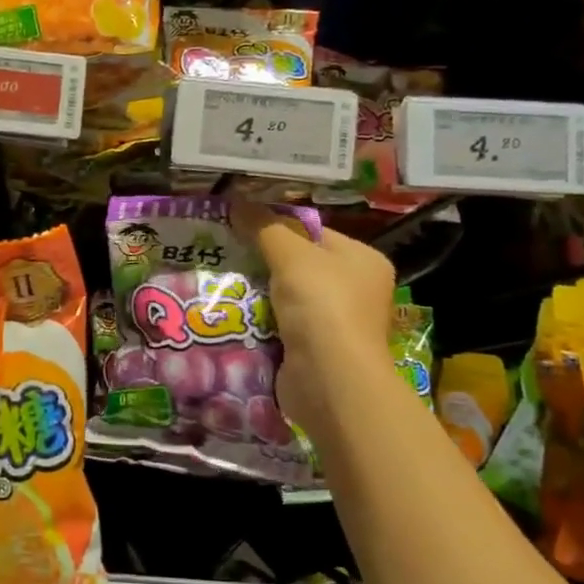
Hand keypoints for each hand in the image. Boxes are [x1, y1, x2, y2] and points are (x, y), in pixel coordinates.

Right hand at [231, 201, 397, 445]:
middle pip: (299, 264)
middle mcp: (355, 290)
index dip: (277, 226)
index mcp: (362, 260)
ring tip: (220, 279)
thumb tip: (238, 203)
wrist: (329, 380)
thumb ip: (265, 227)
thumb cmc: (322, 306)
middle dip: (262, 260)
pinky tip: (231, 312)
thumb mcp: (291, 255)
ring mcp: (335, 323)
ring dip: (256, 292)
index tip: (239, 224)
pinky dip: (258, 320)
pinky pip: (279, 325)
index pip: (314, 232)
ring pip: (285, 296)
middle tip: (225, 251)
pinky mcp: (314, 350)